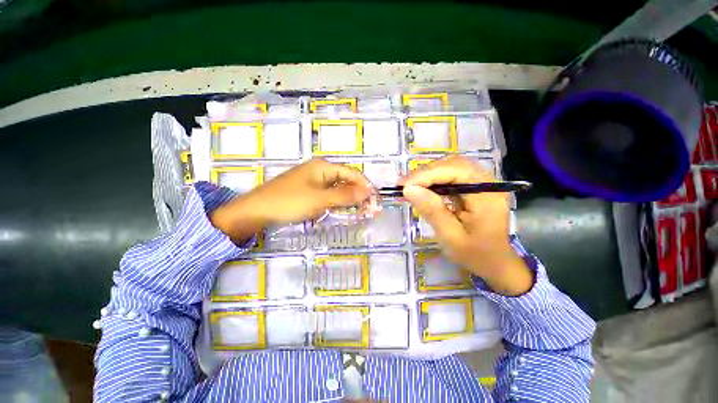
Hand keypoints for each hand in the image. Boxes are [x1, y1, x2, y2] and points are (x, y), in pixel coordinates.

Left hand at [210, 158, 372, 242]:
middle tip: (368, 209)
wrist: (256, 210)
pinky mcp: (308, 190)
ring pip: (337, 188)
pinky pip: (328, 194)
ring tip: (359, 211)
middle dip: (358, 193)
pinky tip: (341, 210)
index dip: (365, 185)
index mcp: (323, 166)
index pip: (352, 173)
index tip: (375, 200)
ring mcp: (313, 180)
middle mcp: (320, 170)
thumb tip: (368, 191)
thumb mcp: (320, 199)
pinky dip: (337, 201)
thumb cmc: (289, 201)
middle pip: (345, 180)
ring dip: (348, 199)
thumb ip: (344, 195)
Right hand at [400, 156, 532, 295]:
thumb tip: (409, 189)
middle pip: (454, 164)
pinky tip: (424, 187)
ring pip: (453, 166)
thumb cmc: (475, 254)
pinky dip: (436, 178)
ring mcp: (484, 182)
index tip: (404, 186)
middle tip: (405, 186)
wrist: (496, 262)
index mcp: (487, 196)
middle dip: (426, 172)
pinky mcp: (477, 185)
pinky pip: (453, 174)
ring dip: (430, 173)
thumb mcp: (450, 236)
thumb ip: (432, 211)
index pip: (455, 172)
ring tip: (411, 186)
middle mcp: (489, 183)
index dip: (427, 175)